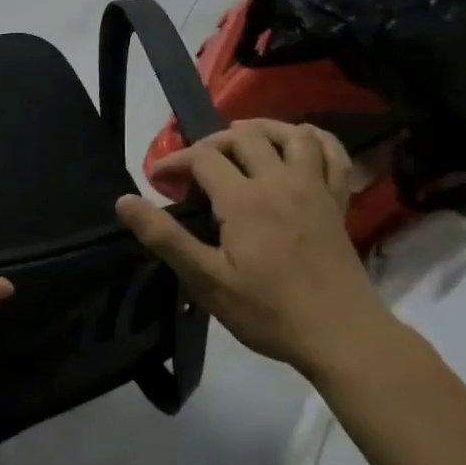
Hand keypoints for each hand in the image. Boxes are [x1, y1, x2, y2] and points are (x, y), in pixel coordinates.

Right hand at [116, 120, 394, 375]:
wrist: (342, 336)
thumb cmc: (268, 311)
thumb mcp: (206, 280)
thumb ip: (165, 237)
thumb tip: (123, 201)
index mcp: (245, 200)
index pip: (202, 158)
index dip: (174, 161)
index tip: (157, 179)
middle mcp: (281, 182)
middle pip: (244, 137)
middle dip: (212, 142)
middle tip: (194, 166)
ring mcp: (314, 189)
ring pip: (291, 134)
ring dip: (263, 128)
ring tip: (241, 139)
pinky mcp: (338, 203)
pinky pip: (333, 155)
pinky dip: (315, 139)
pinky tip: (300, 142)